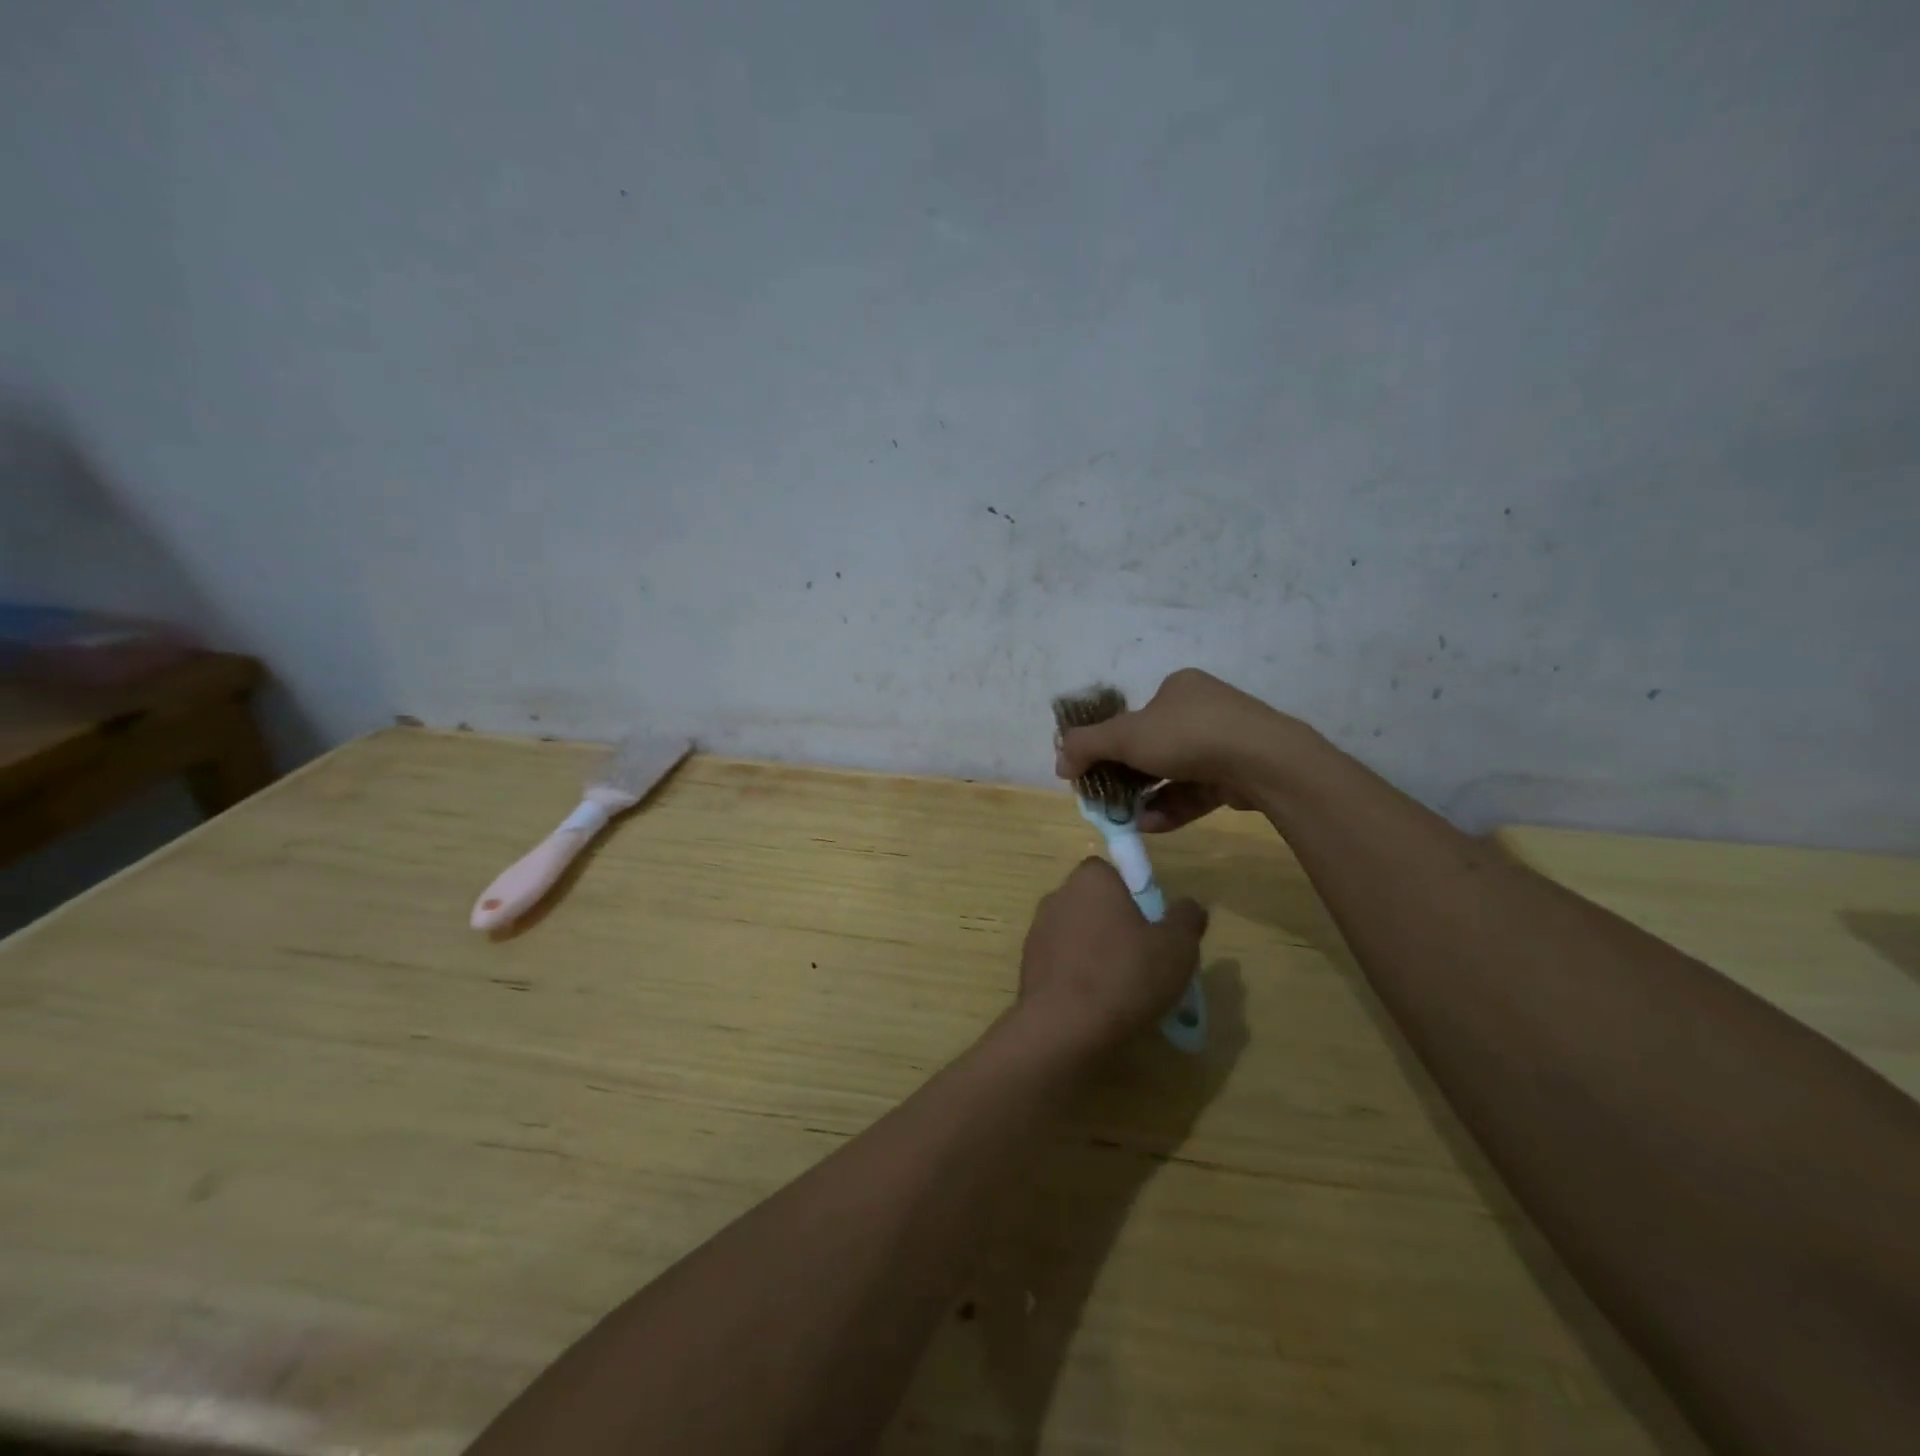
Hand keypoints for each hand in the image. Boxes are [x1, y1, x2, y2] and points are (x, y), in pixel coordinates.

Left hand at [1015, 858, 1207, 1055]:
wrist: (1064, 1026)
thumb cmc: (1125, 975)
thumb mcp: (1177, 947)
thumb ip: (1186, 918)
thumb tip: (1189, 905)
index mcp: (1091, 880)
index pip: (1109, 872)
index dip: (1131, 894)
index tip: (1149, 924)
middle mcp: (1059, 896)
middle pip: (1092, 903)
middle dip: (1113, 923)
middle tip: (1141, 956)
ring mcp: (1038, 930)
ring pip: (1075, 933)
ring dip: (1093, 950)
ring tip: (1121, 986)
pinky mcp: (1027, 964)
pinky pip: (1061, 961)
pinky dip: (1076, 975)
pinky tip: (1096, 1003)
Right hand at [1053, 668, 1299, 831]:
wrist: (1263, 761)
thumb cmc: (1187, 735)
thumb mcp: (1125, 735)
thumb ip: (1086, 746)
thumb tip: (1059, 762)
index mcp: (1177, 689)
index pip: (1134, 717)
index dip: (1110, 745)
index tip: (1094, 772)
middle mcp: (1202, 710)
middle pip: (1153, 747)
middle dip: (1127, 777)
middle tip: (1107, 800)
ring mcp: (1225, 742)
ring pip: (1174, 773)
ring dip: (1147, 797)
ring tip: (1126, 819)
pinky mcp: (1239, 773)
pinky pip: (1197, 791)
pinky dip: (1173, 807)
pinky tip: (1151, 825)